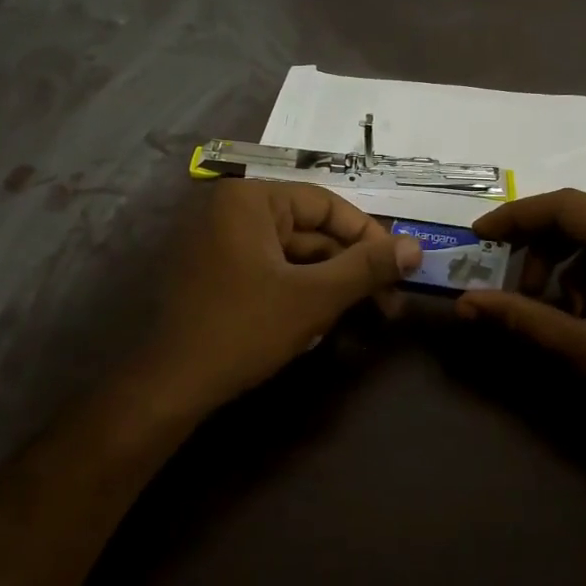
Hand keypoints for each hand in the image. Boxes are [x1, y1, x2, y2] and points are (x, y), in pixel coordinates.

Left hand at [134, 180, 421, 417]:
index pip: (327, 205)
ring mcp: (221, 242)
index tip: (399, 270)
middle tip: (388, 304)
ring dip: (330, 284)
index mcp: (251, 200)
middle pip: (312, 231)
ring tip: (359, 318)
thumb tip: (414, 247)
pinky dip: (300, 292)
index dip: (369, 237)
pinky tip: (318, 323)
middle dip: (350, 268)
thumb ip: (366, 268)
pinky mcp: (218, 272)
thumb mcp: (313, 297)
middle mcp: (233, 210)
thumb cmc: (243, 329)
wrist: (171, 385)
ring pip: (295, 255)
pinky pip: (273, 271)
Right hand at [457, 190, 585, 465]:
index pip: (568, 207)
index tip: (478, 236)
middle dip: (540, 246)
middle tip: (514, 286)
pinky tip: (583, 309)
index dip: (516, 218)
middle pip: (585, 215)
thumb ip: (523, 318)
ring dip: (565, 261)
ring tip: (549, 305)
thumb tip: (465, 304)